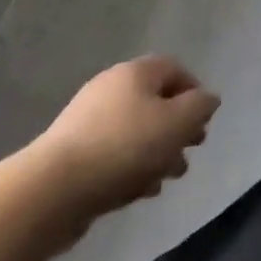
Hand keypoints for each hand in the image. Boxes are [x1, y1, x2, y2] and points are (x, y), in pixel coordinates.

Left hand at [22, 56, 219, 232]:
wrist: (52, 191)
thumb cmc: (125, 147)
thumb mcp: (178, 122)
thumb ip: (200, 107)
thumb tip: (207, 100)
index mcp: (135, 72)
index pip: (174, 69)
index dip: (194, 92)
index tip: (203, 122)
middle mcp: (110, 88)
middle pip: (154, 102)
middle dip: (177, 128)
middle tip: (190, 151)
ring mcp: (87, 121)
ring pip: (135, 131)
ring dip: (157, 152)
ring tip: (168, 179)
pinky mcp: (72, 154)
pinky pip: (112, 154)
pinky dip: (131, 167)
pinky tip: (139, 192)